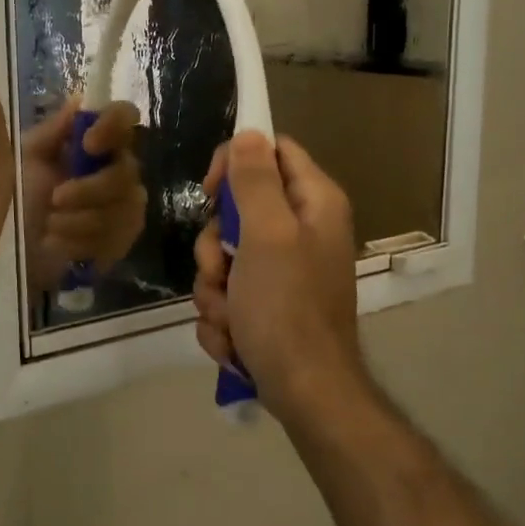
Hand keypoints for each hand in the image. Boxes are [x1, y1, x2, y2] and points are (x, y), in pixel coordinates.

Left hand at [20, 99, 147, 292]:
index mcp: (97, 141)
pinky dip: (81, 242)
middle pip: (126, 171)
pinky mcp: (124, 239)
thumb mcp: (26, 158)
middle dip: (88, 189)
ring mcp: (126, 205)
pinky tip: (60, 243)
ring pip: (120, 209)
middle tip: (55, 199)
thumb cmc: (18, 195)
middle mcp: (119, 168)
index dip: (113, 126)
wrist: (13, 247)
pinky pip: (115, 238)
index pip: (125, 117)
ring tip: (49, 225)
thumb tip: (80, 99)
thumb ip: (53, 131)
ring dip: (78, 220)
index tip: (88, 143)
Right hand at [193, 133, 364, 417]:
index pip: (272, 151)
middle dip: (215, 247)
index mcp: (314, 203)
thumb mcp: (266, 235)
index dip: (236, 163)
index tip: (210, 193)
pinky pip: (228, 293)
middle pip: (238, 209)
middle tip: (220, 272)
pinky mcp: (269, 304)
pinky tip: (234, 339)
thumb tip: (249, 132)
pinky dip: (224, 317)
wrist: (305, 393)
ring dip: (214, 289)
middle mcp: (302, 230)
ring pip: (225, 257)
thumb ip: (255, 180)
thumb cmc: (286, 308)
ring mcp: (285, 271)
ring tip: (229, 317)